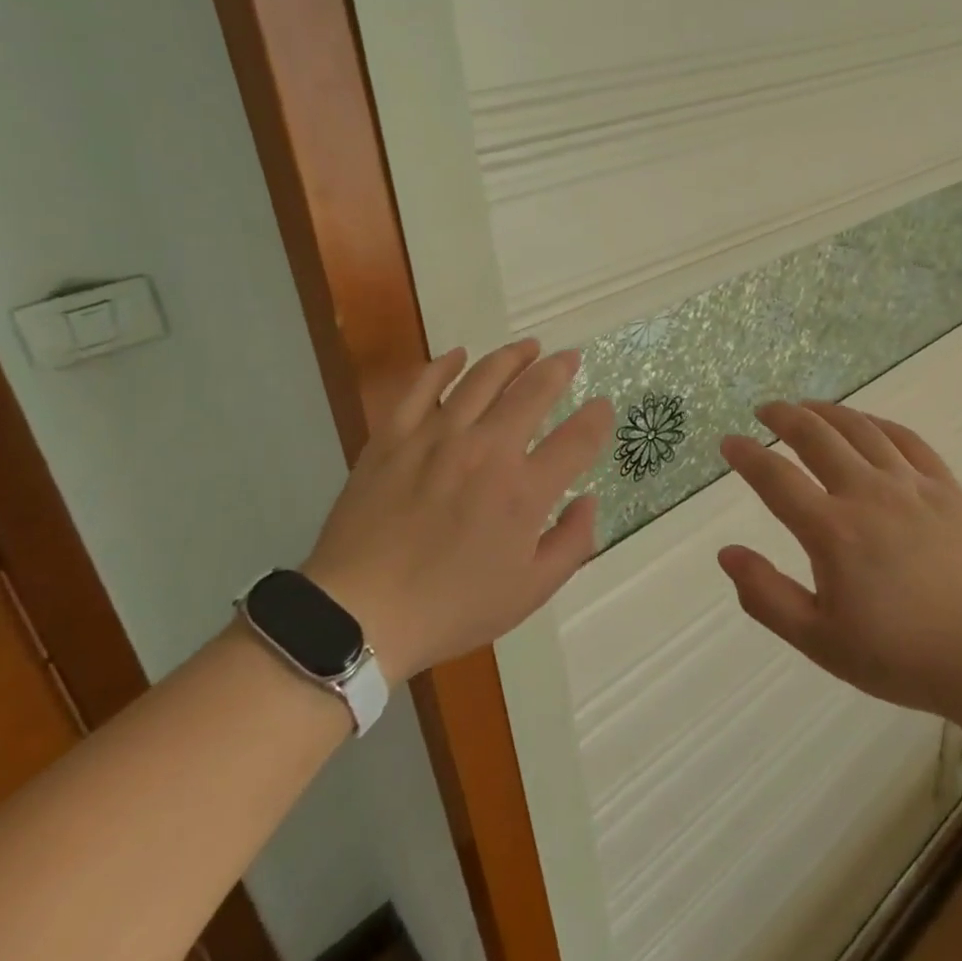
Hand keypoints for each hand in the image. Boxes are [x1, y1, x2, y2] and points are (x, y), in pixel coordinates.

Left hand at [302, 340, 612, 682]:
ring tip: (528, 346)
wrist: (358, 613)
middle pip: (533, 392)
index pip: (577, 438)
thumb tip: (588, 500)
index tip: (603, 406)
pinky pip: (422, 386)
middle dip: (558, 369)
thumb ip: (572, 543)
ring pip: (482, 377)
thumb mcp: (529, 592)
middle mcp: (487, 450)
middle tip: (569, 357)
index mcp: (524, 491)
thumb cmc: (450, 607)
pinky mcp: (394, 436)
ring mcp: (437, 437)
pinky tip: (458, 354)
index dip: (597, 418)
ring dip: (511, 357)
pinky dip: (443, 365)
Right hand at [718, 400, 961, 724]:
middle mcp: (867, 494)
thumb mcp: (820, 641)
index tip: (728, 442)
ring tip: (807, 407)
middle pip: (816, 437)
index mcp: (832, 531)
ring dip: (827, 412)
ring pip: (861, 429)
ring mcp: (911, 486)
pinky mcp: (946, 488)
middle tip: (764, 410)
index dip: (746, 455)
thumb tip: (726, 553)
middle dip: (784, 417)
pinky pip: (907, 440)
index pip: (775, 478)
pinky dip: (878, 424)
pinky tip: (867, 423)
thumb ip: (767, 596)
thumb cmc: (901, 656)